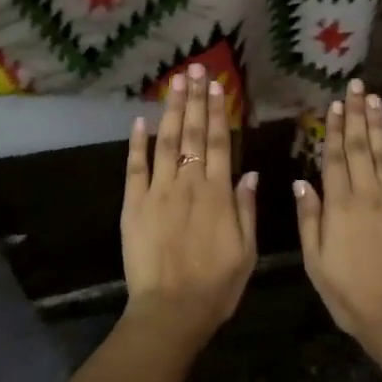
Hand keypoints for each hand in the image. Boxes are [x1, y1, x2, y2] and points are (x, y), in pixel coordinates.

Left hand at [121, 64, 257, 345]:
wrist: (171, 311)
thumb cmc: (216, 286)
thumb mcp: (246, 251)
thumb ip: (246, 208)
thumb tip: (249, 172)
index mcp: (218, 195)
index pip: (220, 143)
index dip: (219, 112)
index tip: (217, 85)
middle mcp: (188, 184)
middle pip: (193, 134)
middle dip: (195, 99)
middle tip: (195, 69)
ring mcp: (158, 192)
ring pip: (166, 142)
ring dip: (171, 111)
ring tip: (174, 83)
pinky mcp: (133, 206)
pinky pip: (134, 168)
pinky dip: (136, 144)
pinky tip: (140, 121)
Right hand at [294, 80, 381, 359]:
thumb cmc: (348, 294)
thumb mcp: (316, 261)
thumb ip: (310, 218)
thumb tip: (302, 182)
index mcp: (340, 207)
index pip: (335, 158)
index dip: (334, 129)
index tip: (335, 104)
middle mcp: (369, 196)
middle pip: (361, 148)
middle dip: (358, 116)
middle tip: (358, 87)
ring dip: (379, 127)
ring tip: (375, 101)